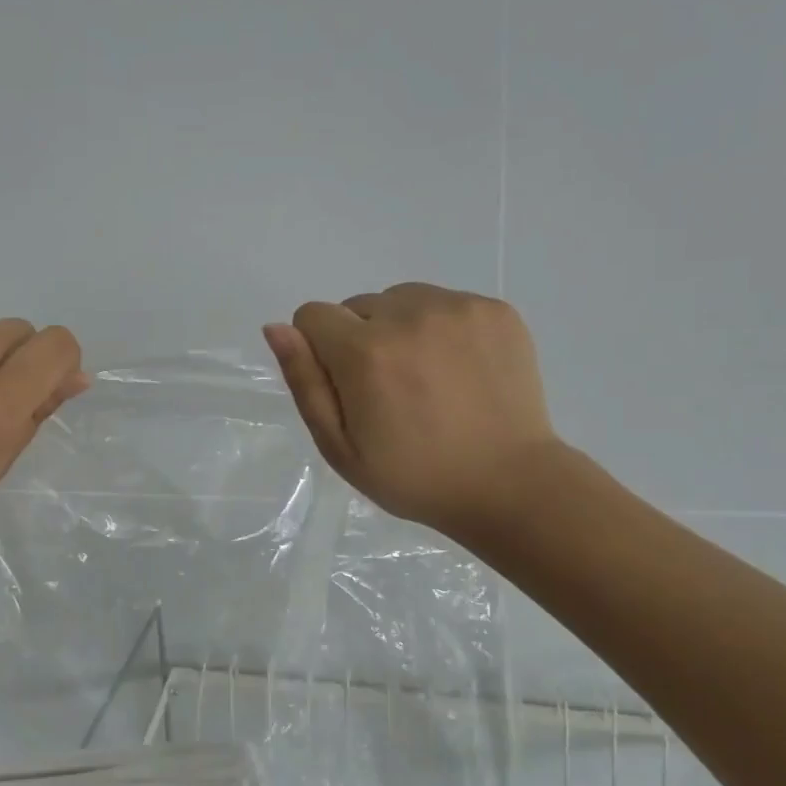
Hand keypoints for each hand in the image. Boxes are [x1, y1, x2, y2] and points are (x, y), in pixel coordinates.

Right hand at [263, 283, 560, 543]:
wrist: (509, 485)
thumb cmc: (412, 476)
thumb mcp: (339, 446)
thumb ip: (305, 382)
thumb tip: (276, 328)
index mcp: (365, 352)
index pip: (312, 315)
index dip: (318, 351)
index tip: (345, 387)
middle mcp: (410, 315)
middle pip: (356, 306)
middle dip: (359, 340)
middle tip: (389, 390)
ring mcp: (458, 308)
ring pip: (401, 300)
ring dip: (399, 328)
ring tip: (425, 378)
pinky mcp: (495, 310)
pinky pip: (444, 302)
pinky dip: (441, 328)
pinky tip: (457, 370)